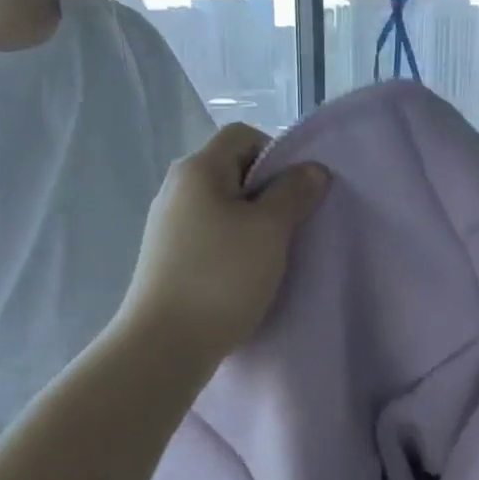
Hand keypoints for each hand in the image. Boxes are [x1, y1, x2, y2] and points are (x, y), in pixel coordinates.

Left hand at [121, 124, 329, 359]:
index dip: (276, 154)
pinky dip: (232, 245)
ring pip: (222, 206)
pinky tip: (245, 274)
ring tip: (271, 255)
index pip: (243, 136)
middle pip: (232, 170)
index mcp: (197, 170)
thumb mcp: (269, 231)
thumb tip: (313, 169)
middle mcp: (176, 188)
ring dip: (252, 223)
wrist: (166, 343)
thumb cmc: (222, 277)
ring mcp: (168, 224)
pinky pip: (210, 234)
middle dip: (268, 192)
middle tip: (291, 226)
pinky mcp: (167, 256)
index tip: (296, 193)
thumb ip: (293, 193)